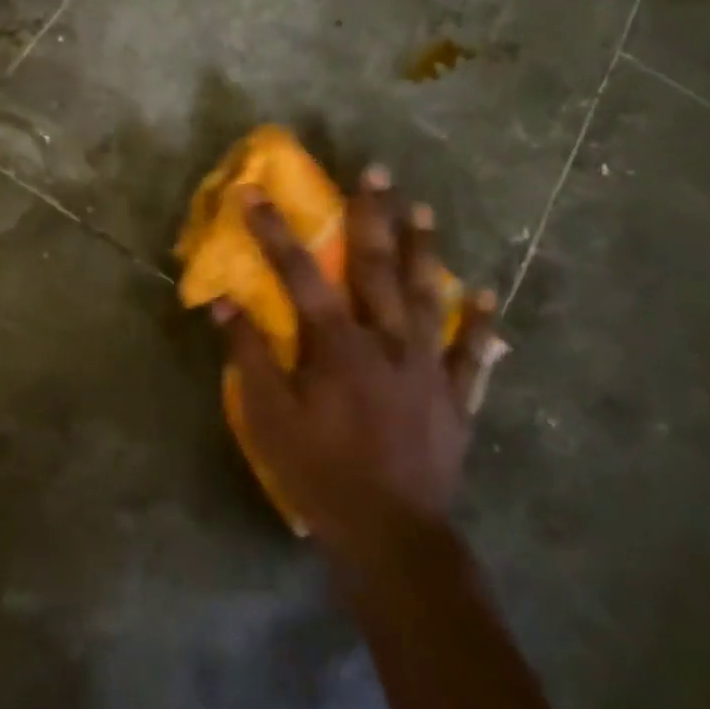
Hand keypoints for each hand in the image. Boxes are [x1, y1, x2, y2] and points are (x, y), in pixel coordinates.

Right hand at [214, 167, 503, 564]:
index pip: (300, 273)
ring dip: (423, 250)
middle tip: (376, 171)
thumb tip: (223, 303)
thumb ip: (249, 356)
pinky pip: (471, 353)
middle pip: (377, 266)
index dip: (274, 230)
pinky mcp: (454, 397)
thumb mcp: (270, 418)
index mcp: (338, 345)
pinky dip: (478, 324)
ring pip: (426, 295)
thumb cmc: (322, 474)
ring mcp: (427, 367)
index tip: (254, 193)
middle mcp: (387, 341)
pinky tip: (486, 297)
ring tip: (423, 210)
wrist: (393, 536)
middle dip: (372, 215)